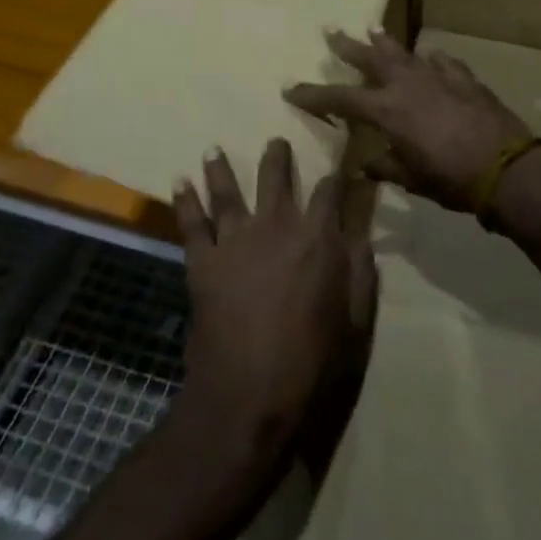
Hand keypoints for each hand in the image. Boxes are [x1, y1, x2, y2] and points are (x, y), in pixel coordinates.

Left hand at [173, 140, 375, 465]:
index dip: (335, 177)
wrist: (248, 398)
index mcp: (317, 238)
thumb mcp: (354, 324)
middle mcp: (276, 226)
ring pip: (227, 191)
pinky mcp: (203, 262)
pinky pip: (191, 224)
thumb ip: (361, 275)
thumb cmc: (310, 365)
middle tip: (276, 141)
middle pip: (275, 177)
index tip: (338, 167)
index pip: (329, 191)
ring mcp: (235, 240)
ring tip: (213, 149)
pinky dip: (183, 200)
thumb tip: (362, 236)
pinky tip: (178, 181)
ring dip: (220, 167)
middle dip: (277, 156)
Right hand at [284, 30, 531, 212]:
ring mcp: (437, 76)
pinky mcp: (464, 78)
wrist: (507, 168)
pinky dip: (432, 60)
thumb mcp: (412, 179)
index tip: (291, 88)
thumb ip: (386, 168)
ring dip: (386, 42)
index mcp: (387, 110)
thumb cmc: (452, 179)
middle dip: (347, 46)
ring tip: (373, 28)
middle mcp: (406, 84)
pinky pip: (442, 63)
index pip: (340, 98)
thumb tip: (364, 165)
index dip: (314, 94)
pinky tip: (430, 57)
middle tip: (330, 30)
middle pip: (370, 58)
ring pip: (404, 52)